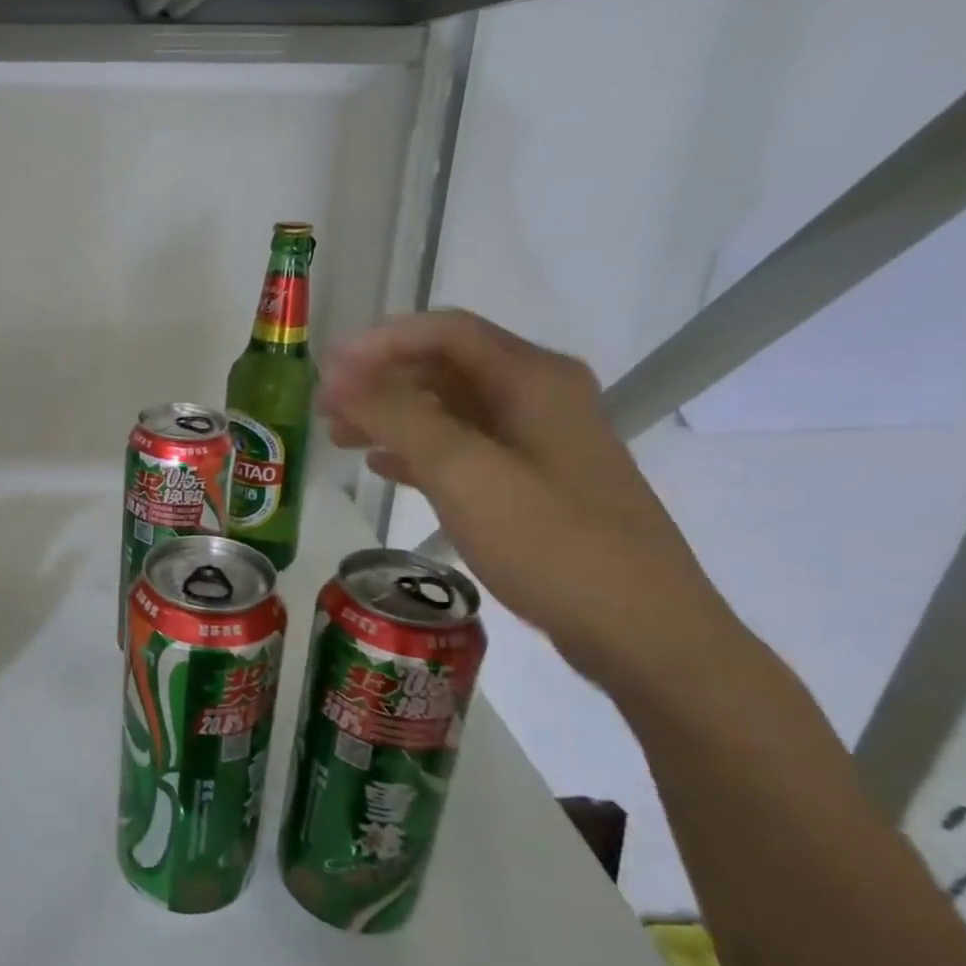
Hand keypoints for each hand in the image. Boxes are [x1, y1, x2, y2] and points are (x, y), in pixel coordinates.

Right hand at [319, 310, 744, 693]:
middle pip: (445, 368)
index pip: (444, 332)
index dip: (379, 342)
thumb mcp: (465, 472)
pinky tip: (382, 467)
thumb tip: (340, 375)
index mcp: (532, 378)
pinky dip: (418, 451)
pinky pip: (463, 450)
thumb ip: (399, 416)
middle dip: (380, 381)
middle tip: (323, 408)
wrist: (642, 632)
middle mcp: (537, 397)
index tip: (326, 368)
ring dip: (393, 416)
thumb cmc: (551, 543)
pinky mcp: (533, 483)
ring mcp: (538, 442)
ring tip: (339, 437)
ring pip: (449, 410)